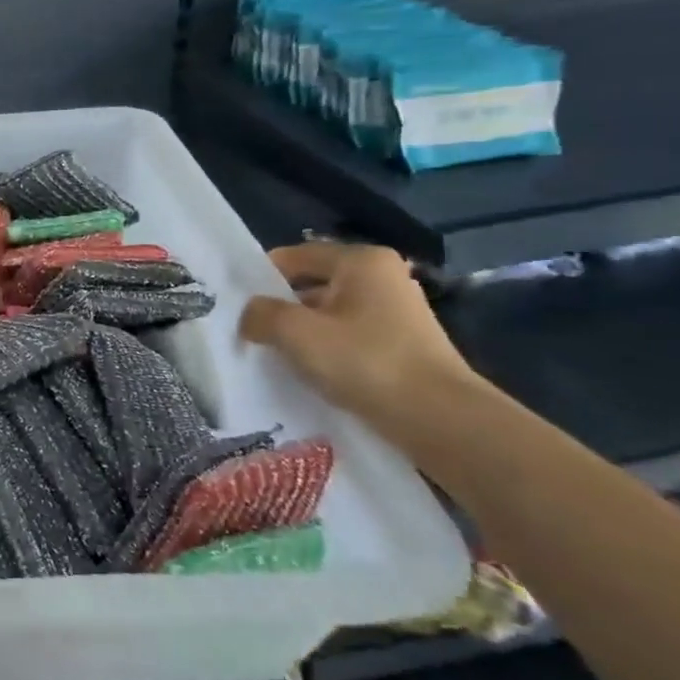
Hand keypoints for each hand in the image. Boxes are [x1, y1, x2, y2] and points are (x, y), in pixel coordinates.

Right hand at [238, 242, 483, 431]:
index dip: (260, 279)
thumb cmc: (365, 361)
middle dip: (280, 308)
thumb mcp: (296, 332)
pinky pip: (348, 338)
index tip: (236, 306)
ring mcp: (397, 312)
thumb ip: (260, 314)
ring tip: (275, 356)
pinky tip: (310, 373)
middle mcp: (383, 278)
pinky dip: (326, 351)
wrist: (443, 422)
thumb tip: (249, 315)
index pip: (291, 257)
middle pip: (310, 285)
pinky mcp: (402, 345)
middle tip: (249, 332)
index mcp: (361, 261)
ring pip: (328, 314)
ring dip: (302, 333)